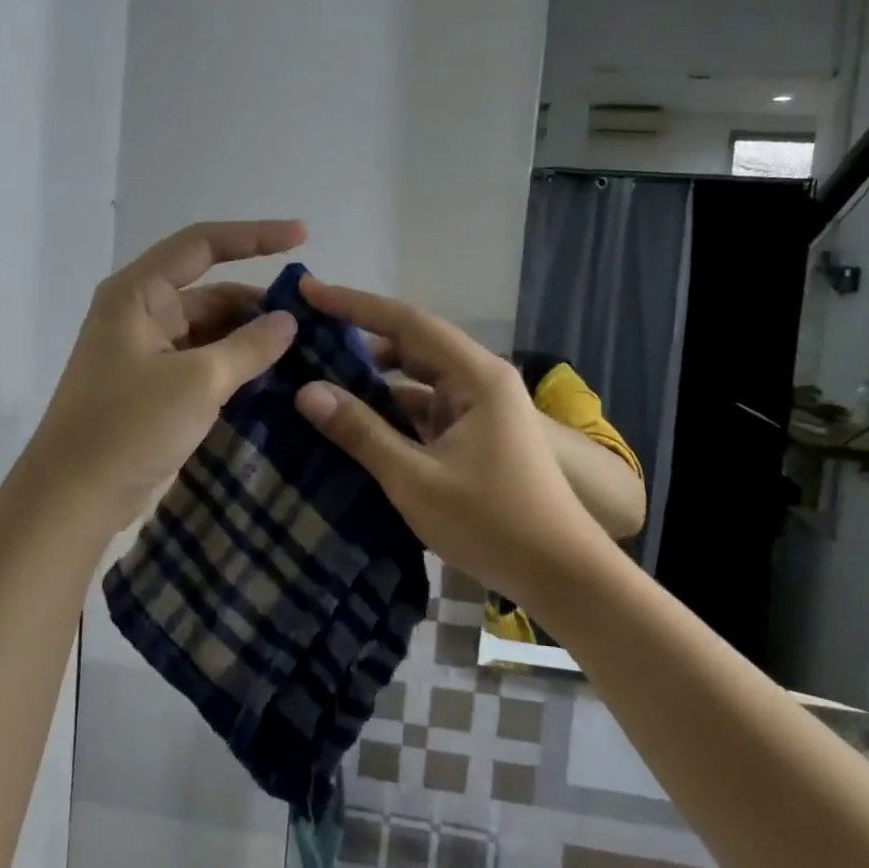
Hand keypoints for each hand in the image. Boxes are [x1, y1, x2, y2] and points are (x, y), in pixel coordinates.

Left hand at [26, 220, 305, 534]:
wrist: (74, 498)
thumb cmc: (129, 426)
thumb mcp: (197, 381)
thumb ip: (248, 346)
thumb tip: (287, 321)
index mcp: (138, 294)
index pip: (202, 245)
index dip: (255, 236)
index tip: (303, 236)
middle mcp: (141, 314)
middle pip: (211, 292)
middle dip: (259, 302)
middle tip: (314, 318)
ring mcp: (148, 353)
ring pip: (210, 331)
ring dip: (251, 338)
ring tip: (305, 349)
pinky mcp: (156, 388)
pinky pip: (204, 363)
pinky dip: (236, 367)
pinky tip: (275, 379)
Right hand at [292, 277, 606, 599]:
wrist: (562, 576)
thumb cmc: (492, 523)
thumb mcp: (415, 478)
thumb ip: (360, 431)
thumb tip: (306, 391)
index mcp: (475, 376)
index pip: (406, 321)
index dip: (354, 304)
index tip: (308, 291)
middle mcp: (480, 380)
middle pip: (411, 345)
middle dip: (359, 339)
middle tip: (305, 337)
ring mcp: (479, 408)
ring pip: (416, 380)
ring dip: (373, 379)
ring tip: (318, 377)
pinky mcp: (475, 434)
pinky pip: (424, 409)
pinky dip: (390, 411)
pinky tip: (353, 421)